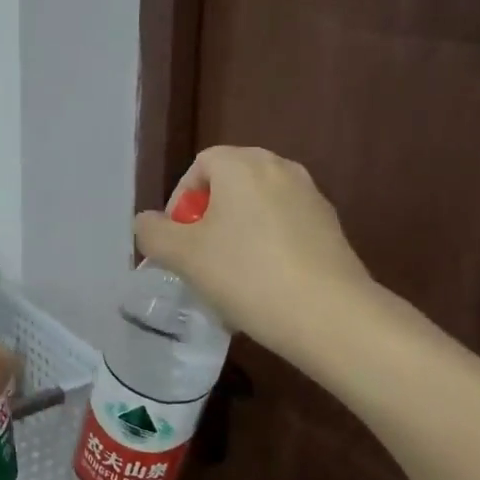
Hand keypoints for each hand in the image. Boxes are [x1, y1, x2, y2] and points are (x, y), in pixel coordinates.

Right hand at [132, 146, 376, 366]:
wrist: (329, 314)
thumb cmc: (246, 275)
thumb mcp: (183, 256)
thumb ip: (154, 233)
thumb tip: (148, 222)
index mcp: (243, 164)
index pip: (200, 166)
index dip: (180, 201)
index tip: (178, 241)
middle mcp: (280, 168)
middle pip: (230, 184)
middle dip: (208, 218)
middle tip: (199, 258)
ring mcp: (311, 196)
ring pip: (257, 208)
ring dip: (237, 234)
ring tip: (229, 276)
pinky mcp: (330, 227)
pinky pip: (284, 227)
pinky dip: (267, 246)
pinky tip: (263, 285)